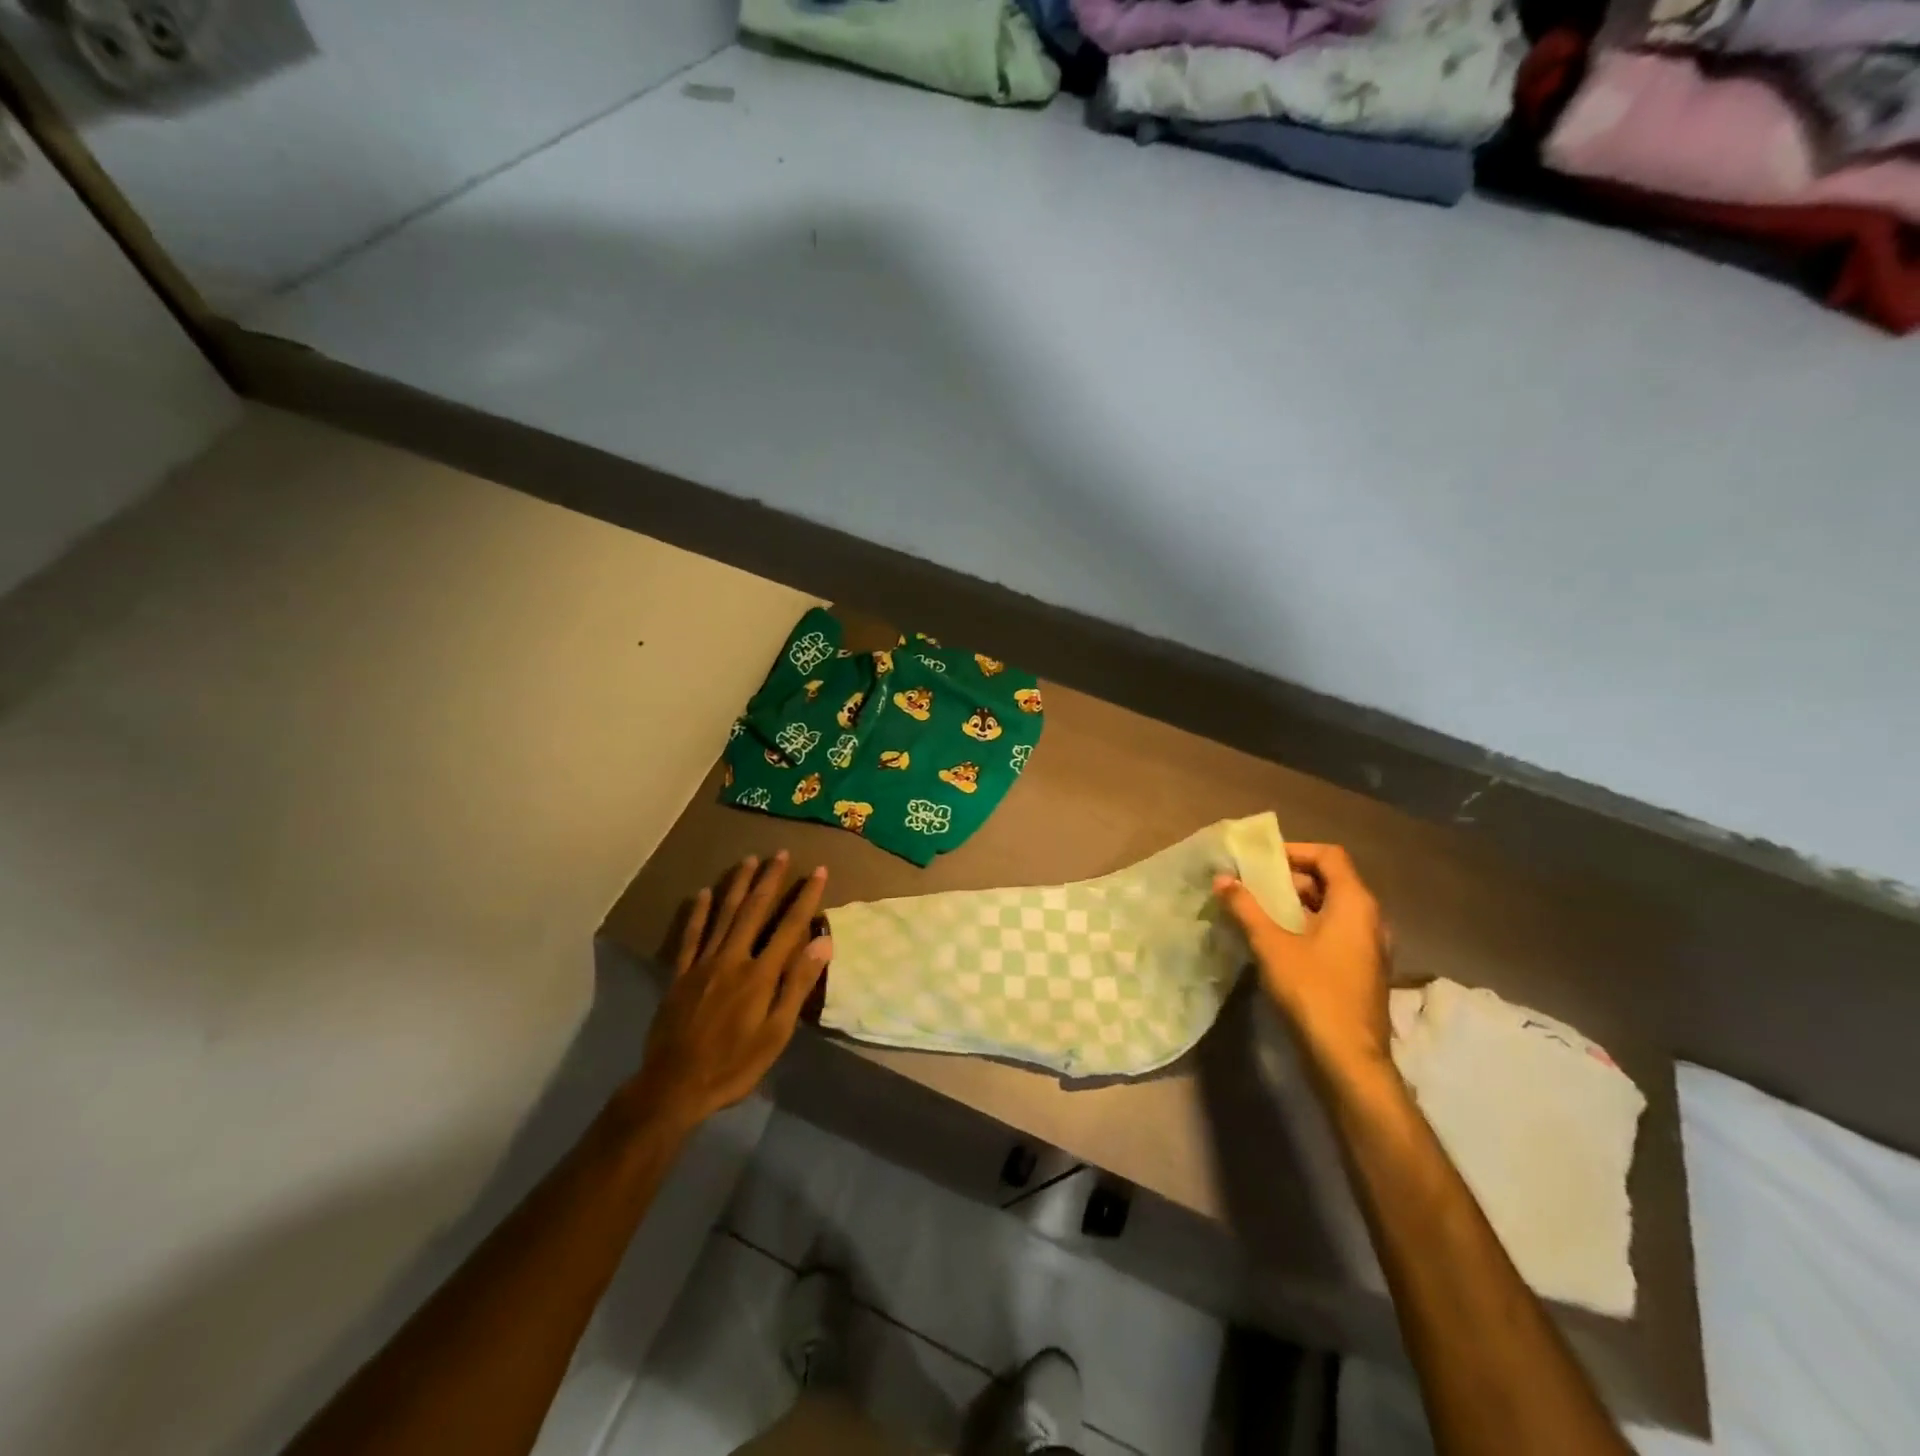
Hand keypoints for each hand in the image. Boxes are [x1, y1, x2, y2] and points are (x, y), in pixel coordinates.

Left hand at [631, 852, 832, 1129]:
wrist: (674, 1086)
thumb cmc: (734, 1065)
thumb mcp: (776, 1033)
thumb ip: (797, 984)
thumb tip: (823, 942)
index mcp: (760, 974)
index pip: (789, 926)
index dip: (805, 897)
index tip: (818, 871)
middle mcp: (732, 959)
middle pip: (754, 911)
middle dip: (770, 880)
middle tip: (780, 853)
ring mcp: (703, 964)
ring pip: (723, 915)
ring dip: (737, 885)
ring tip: (748, 860)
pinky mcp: (680, 975)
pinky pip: (690, 936)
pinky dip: (698, 913)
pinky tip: (702, 893)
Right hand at [1215, 843, 1392, 1079]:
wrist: (1348, 1060)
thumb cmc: (1313, 992)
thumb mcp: (1271, 945)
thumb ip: (1246, 908)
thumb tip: (1222, 879)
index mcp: (1355, 904)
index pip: (1330, 856)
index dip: (1295, 852)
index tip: (1261, 861)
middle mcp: (1369, 919)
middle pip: (1331, 881)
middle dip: (1290, 879)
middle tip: (1253, 886)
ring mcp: (1368, 948)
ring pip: (1331, 910)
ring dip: (1295, 905)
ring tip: (1257, 912)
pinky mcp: (1361, 971)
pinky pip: (1334, 933)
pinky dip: (1306, 928)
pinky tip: (1275, 944)